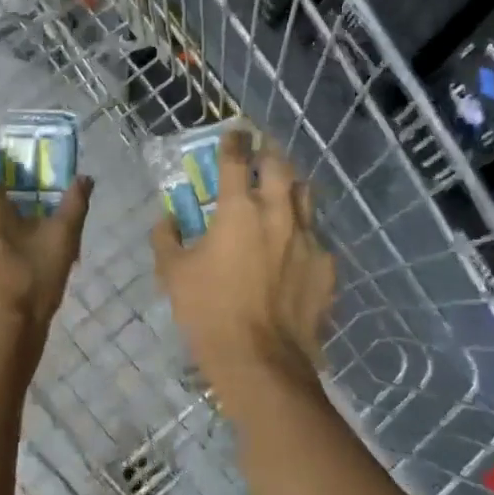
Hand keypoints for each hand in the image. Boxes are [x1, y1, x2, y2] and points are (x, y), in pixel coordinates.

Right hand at [151, 131, 334, 399]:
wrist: (262, 361)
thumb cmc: (209, 314)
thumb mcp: (173, 275)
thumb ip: (167, 238)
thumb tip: (166, 219)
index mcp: (239, 210)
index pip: (237, 159)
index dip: (234, 141)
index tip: (234, 133)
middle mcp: (278, 213)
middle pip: (280, 166)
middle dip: (269, 154)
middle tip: (261, 156)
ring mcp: (308, 238)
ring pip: (305, 195)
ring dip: (291, 187)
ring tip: (282, 193)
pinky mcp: (326, 265)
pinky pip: (316, 236)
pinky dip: (302, 233)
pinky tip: (294, 249)